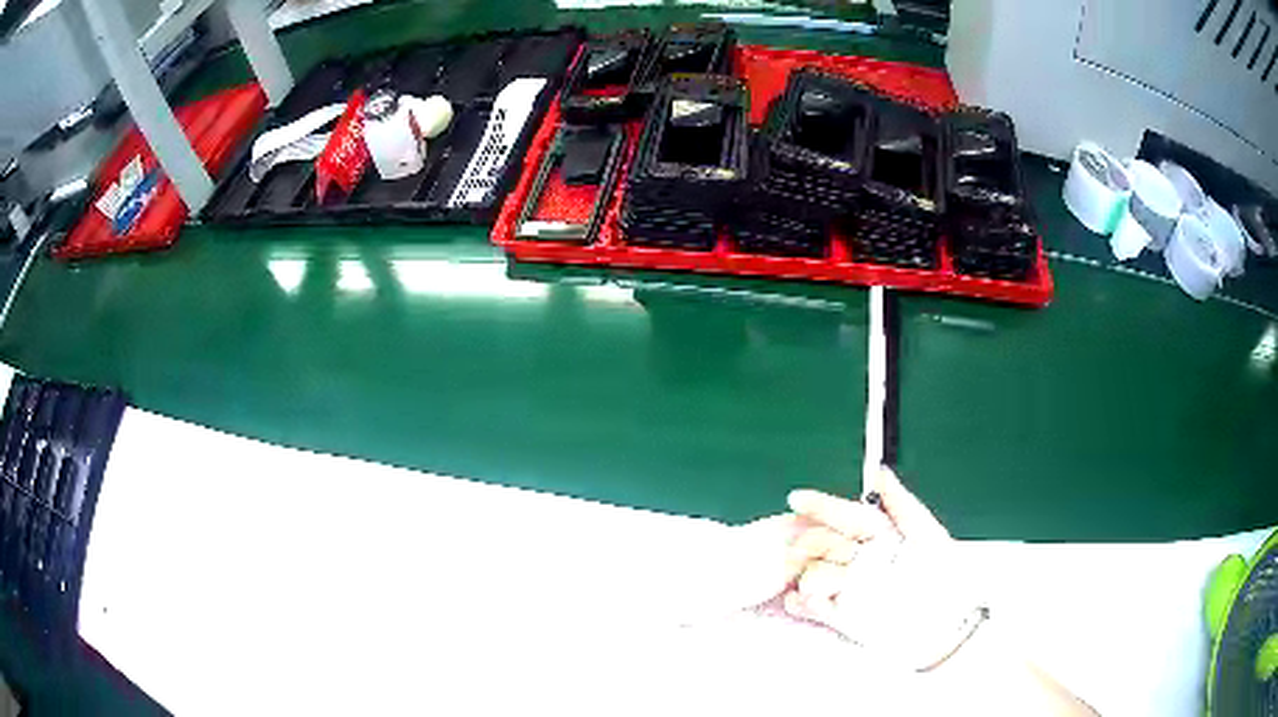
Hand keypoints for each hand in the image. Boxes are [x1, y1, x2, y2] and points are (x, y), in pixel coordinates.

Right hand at [781, 467, 981, 670]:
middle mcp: (859, 557)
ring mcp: (848, 586)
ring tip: (834, 583)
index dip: (821, 505)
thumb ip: (901, 503)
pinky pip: (810, 604)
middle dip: (816, 541)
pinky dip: (803, 602)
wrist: (945, 625)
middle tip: (820, 547)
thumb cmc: (945, 578)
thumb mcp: (928, 535)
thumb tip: (878, 471)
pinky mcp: (840, 614)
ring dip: (816, 574)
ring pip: (812, 572)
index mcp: (879, 534)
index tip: (798, 499)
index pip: (843, 514)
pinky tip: (809, 600)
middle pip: (821, 541)